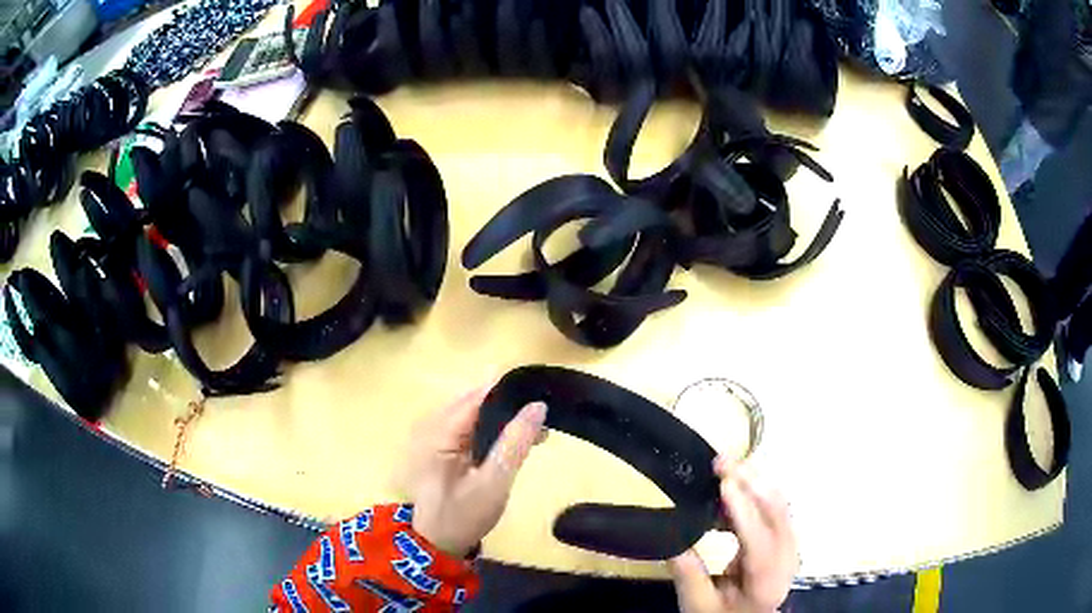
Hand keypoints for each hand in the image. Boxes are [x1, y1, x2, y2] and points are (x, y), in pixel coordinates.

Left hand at [400, 383, 547, 557]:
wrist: (434, 545)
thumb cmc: (461, 517)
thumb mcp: (493, 483)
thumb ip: (514, 443)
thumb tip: (538, 405)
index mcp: (439, 431)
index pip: (478, 396)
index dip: (510, 392)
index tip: (543, 395)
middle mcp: (432, 425)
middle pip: (476, 402)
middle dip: (510, 406)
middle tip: (544, 420)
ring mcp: (434, 437)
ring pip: (474, 415)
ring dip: (504, 420)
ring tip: (536, 431)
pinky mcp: (440, 449)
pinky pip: (469, 429)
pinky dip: (493, 432)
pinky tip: (515, 442)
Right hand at [668, 459, 796, 612]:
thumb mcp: (698, 604)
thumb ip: (689, 575)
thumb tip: (674, 540)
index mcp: (767, 581)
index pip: (759, 541)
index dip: (744, 510)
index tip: (724, 483)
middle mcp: (786, 558)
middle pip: (777, 513)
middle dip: (752, 482)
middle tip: (722, 461)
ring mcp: (789, 544)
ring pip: (779, 504)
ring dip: (755, 480)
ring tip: (727, 464)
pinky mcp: (783, 536)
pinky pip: (774, 506)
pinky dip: (756, 490)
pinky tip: (734, 482)